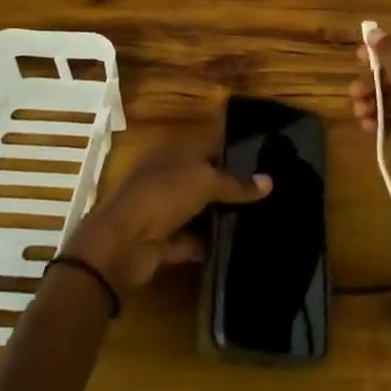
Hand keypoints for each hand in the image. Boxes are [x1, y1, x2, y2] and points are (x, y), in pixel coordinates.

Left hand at [62, 149, 271, 294]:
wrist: (121, 246)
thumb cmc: (162, 195)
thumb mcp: (205, 181)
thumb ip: (236, 184)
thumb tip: (269, 181)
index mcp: (172, 152)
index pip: (207, 144)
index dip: (232, 149)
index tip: (262, 157)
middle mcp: (166, 177)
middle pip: (203, 177)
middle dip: (229, 185)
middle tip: (265, 191)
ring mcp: (162, 210)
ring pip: (197, 209)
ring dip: (219, 216)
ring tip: (257, 218)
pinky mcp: (162, 241)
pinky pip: (191, 240)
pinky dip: (209, 244)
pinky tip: (236, 246)